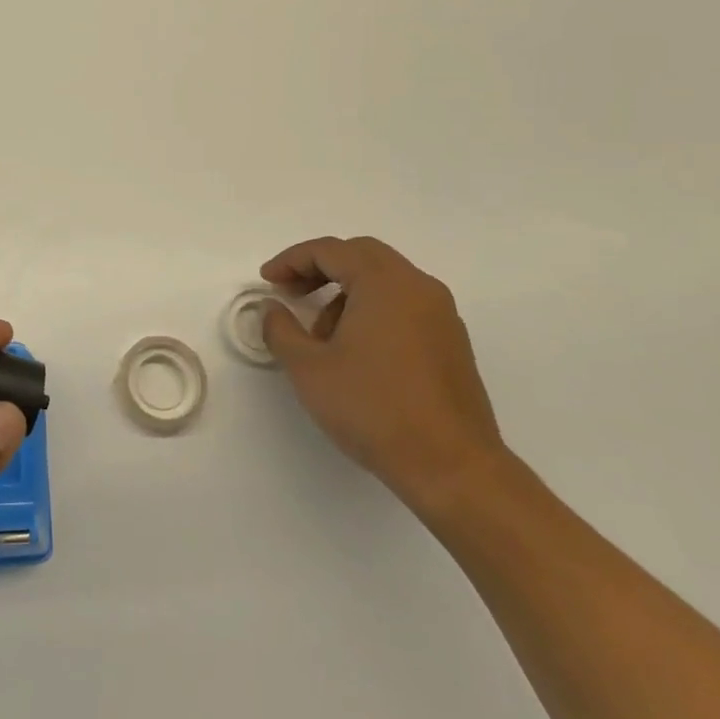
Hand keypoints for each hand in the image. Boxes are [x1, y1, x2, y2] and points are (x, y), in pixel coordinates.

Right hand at [260, 235, 504, 511]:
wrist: (452, 467)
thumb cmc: (373, 409)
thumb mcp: (309, 368)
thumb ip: (281, 330)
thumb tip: (272, 309)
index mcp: (384, 283)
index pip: (330, 250)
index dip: (292, 260)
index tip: (267, 281)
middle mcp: (418, 287)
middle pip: (361, 255)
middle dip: (320, 268)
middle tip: (291, 291)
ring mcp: (441, 315)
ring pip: (385, 280)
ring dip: (346, 291)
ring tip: (321, 335)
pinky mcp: (451, 342)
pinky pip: (404, 304)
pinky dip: (372, 309)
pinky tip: (355, 350)